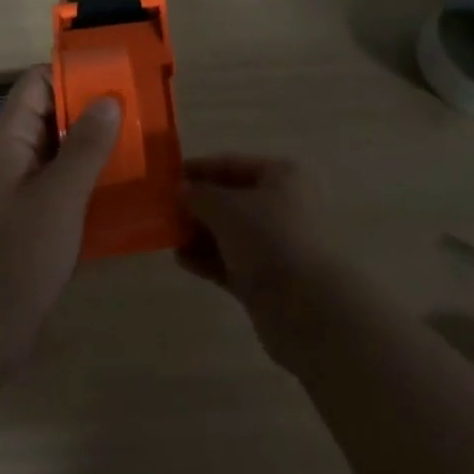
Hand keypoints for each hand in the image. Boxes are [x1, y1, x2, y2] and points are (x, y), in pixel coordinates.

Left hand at [0, 66, 121, 376]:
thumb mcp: (59, 197)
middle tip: (138, 110)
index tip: (115, 77)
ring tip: (139, 143)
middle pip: (52, 112)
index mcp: (10, 138)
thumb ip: (85, 146)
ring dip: (93, 143)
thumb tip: (109, 98)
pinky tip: (121, 186)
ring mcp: (19, 186)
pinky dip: (87, 175)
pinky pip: (61, 180)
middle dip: (91, 108)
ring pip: (59, 147)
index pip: (38, 82)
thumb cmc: (16, 257)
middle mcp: (13, 154)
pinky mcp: (30, 216)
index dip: (73, 74)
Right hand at [178, 155, 345, 361]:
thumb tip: (181, 190)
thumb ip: (200, 195)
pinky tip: (182, 260)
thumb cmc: (270, 239)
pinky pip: (231, 262)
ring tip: (168, 236)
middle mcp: (282, 205)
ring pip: (230, 233)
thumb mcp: (228, 208)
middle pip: (231, 199)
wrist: (309, 310)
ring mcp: (276, 245)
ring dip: (200, 233)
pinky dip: (208, 259)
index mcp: (281, 176)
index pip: (233, 164)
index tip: (168, 177)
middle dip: (198, 205)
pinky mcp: (268, 280)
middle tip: (164, 211)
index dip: (200, 168)